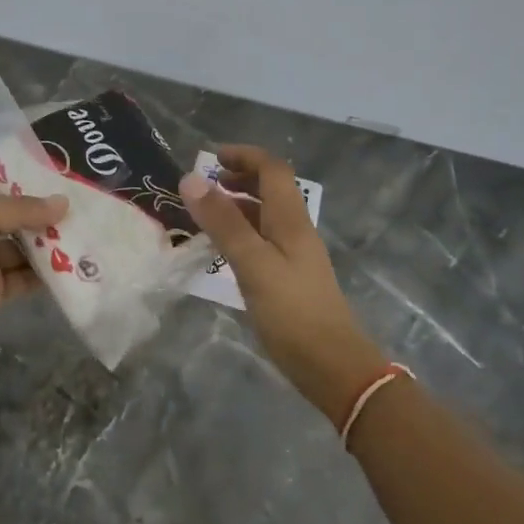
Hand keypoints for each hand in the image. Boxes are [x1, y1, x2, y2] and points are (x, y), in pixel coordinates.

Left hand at [0, 174, 68, 377]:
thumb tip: (63, 203)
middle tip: (83, 199)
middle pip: (11, 214)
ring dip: (50, 241)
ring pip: (23, 246)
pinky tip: (76, 264)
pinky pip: (26, 278)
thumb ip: (20, 209)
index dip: (14, 173)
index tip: (52, 167)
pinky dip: (48, 274)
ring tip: (87, 229)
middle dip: (41, 209)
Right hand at [178, 146, 385, 420]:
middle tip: (204, 186)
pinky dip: (240, 233)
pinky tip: (221, 250)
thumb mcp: (252, 263)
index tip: (211, 158)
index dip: (244, 156)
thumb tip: (191, 179)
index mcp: (291, 219)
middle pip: (271, 189)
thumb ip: (223, 221)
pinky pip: (262, 240)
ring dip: (237, 206)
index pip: (272, 169)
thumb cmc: (292, 311)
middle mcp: (295, 230)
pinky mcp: (289, 278)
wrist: (333, 367)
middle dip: (239, 178)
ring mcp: (294, 255)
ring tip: (204, 214)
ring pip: (265, 216)